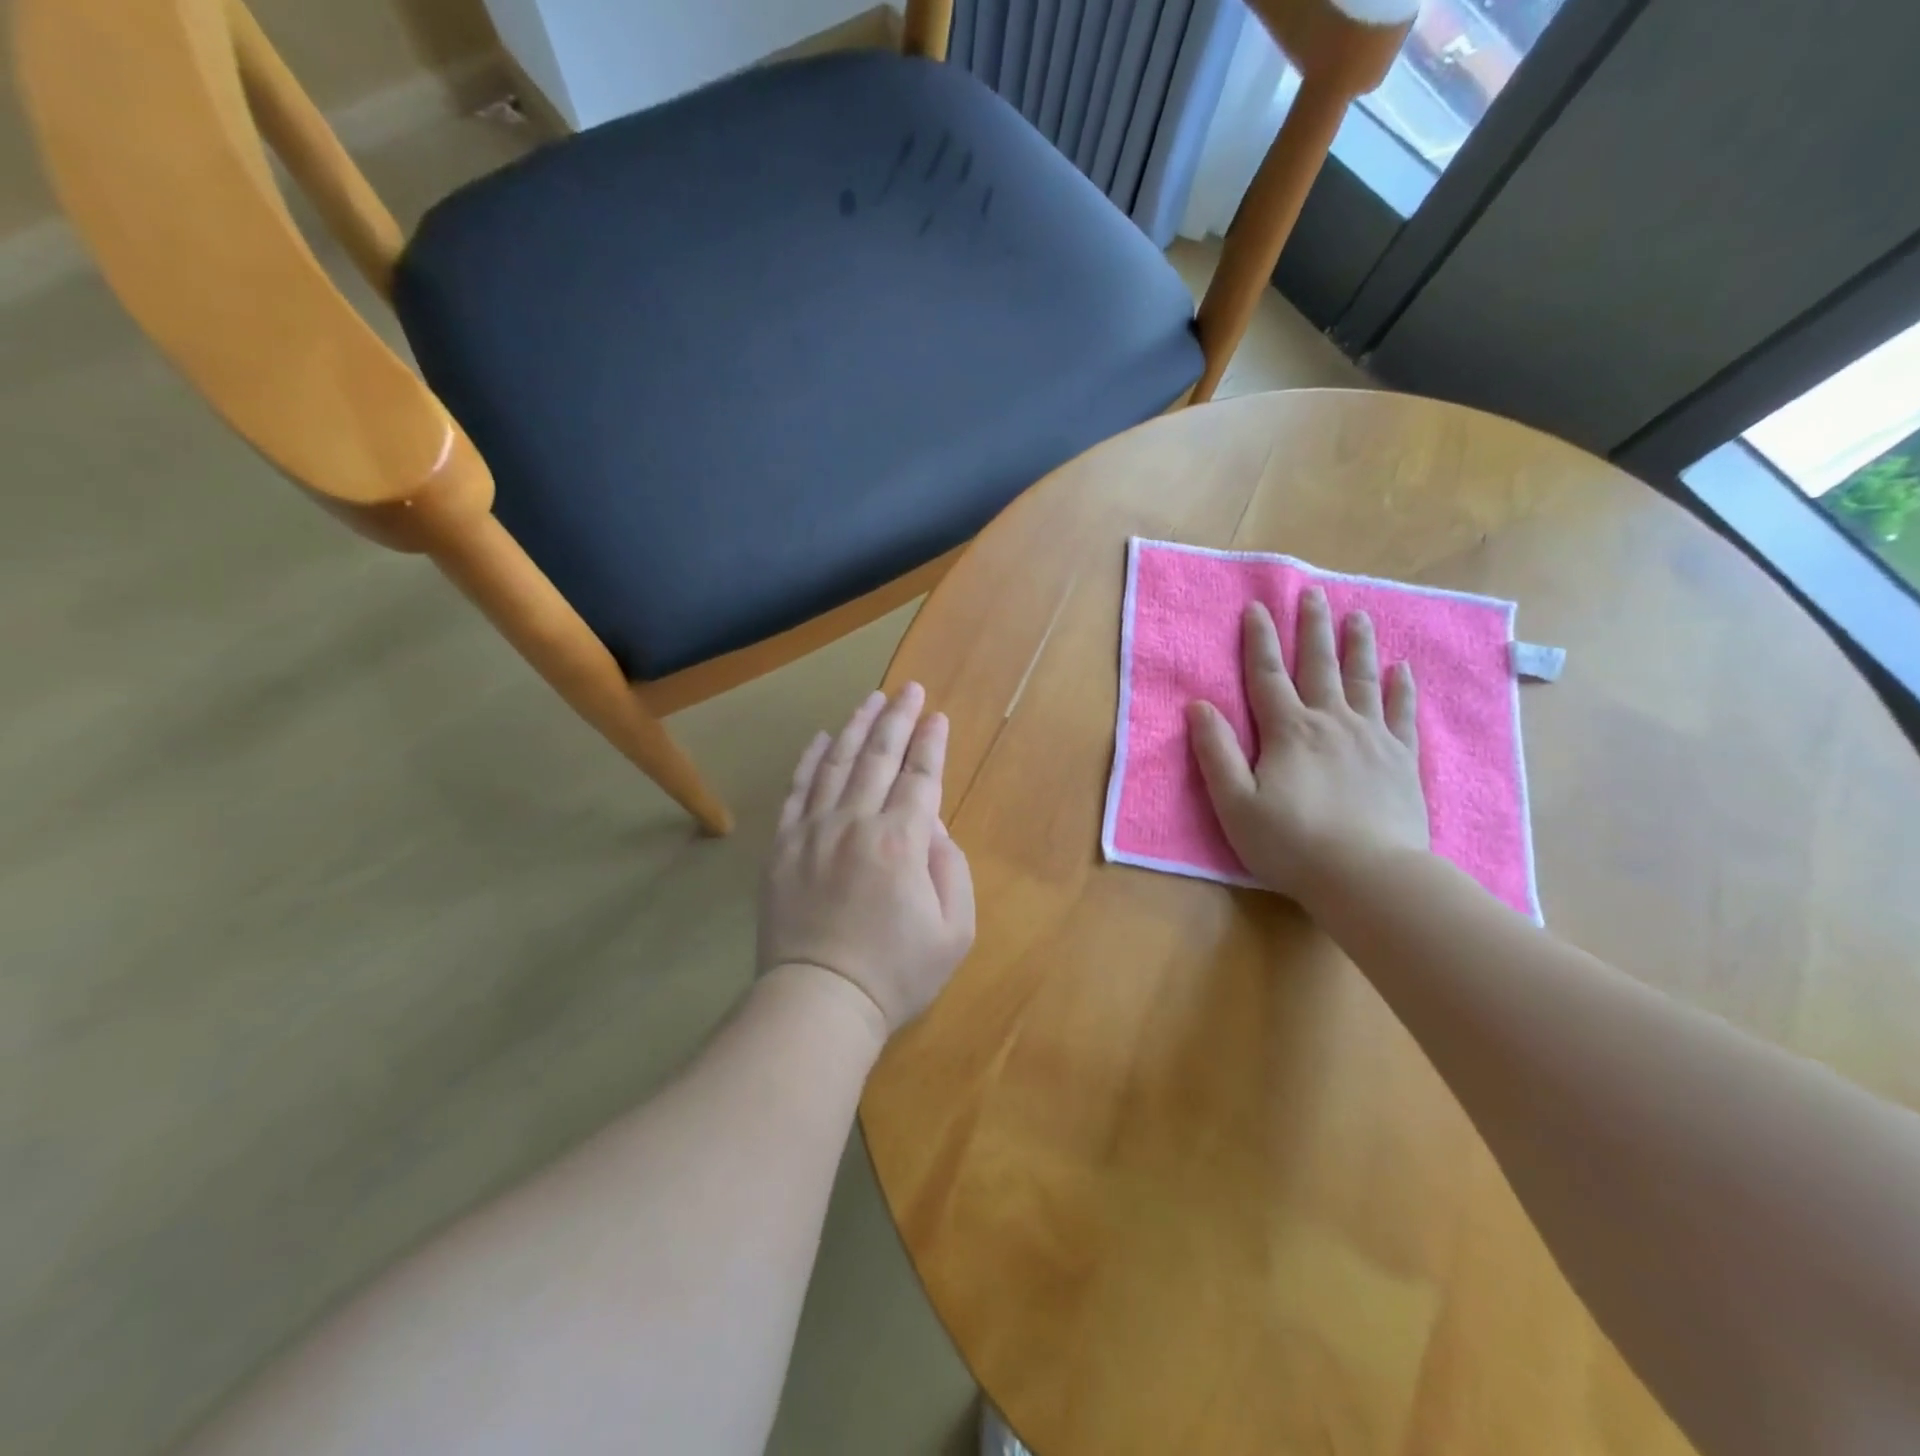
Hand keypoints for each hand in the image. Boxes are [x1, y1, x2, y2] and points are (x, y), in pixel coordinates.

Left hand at [759, 683, 976, 1038]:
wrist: (818, 1001)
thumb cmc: (895, 973)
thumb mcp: (954, 930)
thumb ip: (951, 868)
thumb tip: (932, 825)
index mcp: (902, 842)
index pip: (921, 778)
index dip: (931, 743)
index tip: (937, 716)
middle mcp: (856, 823)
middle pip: (879, 757)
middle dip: (898, 718)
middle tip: (908, 689)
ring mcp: (814, 831)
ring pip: (837, 763)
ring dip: (857, 727)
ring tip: (870, 700)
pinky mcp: (783, 846)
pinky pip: (798, 790)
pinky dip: (811, 760)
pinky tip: (822, 739)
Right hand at [1188, 590, 1429, 908]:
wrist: (1369, 876)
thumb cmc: (1292, 843)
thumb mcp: (1235, 803)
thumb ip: (1216, 752)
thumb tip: (1198, 706)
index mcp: (1288, 731)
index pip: (1267, 675)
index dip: (1259, 640)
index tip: (1257, 607)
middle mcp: (1330, 722)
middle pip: (1319, 665)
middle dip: (1313, 628)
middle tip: (1315, 593)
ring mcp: (1372, 737)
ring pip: (1364, 679)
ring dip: (1358, 645)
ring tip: (1359, 615)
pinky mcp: (1402, 759)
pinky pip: (1402, 713)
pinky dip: (1402, 688)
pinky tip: (1402, 669)